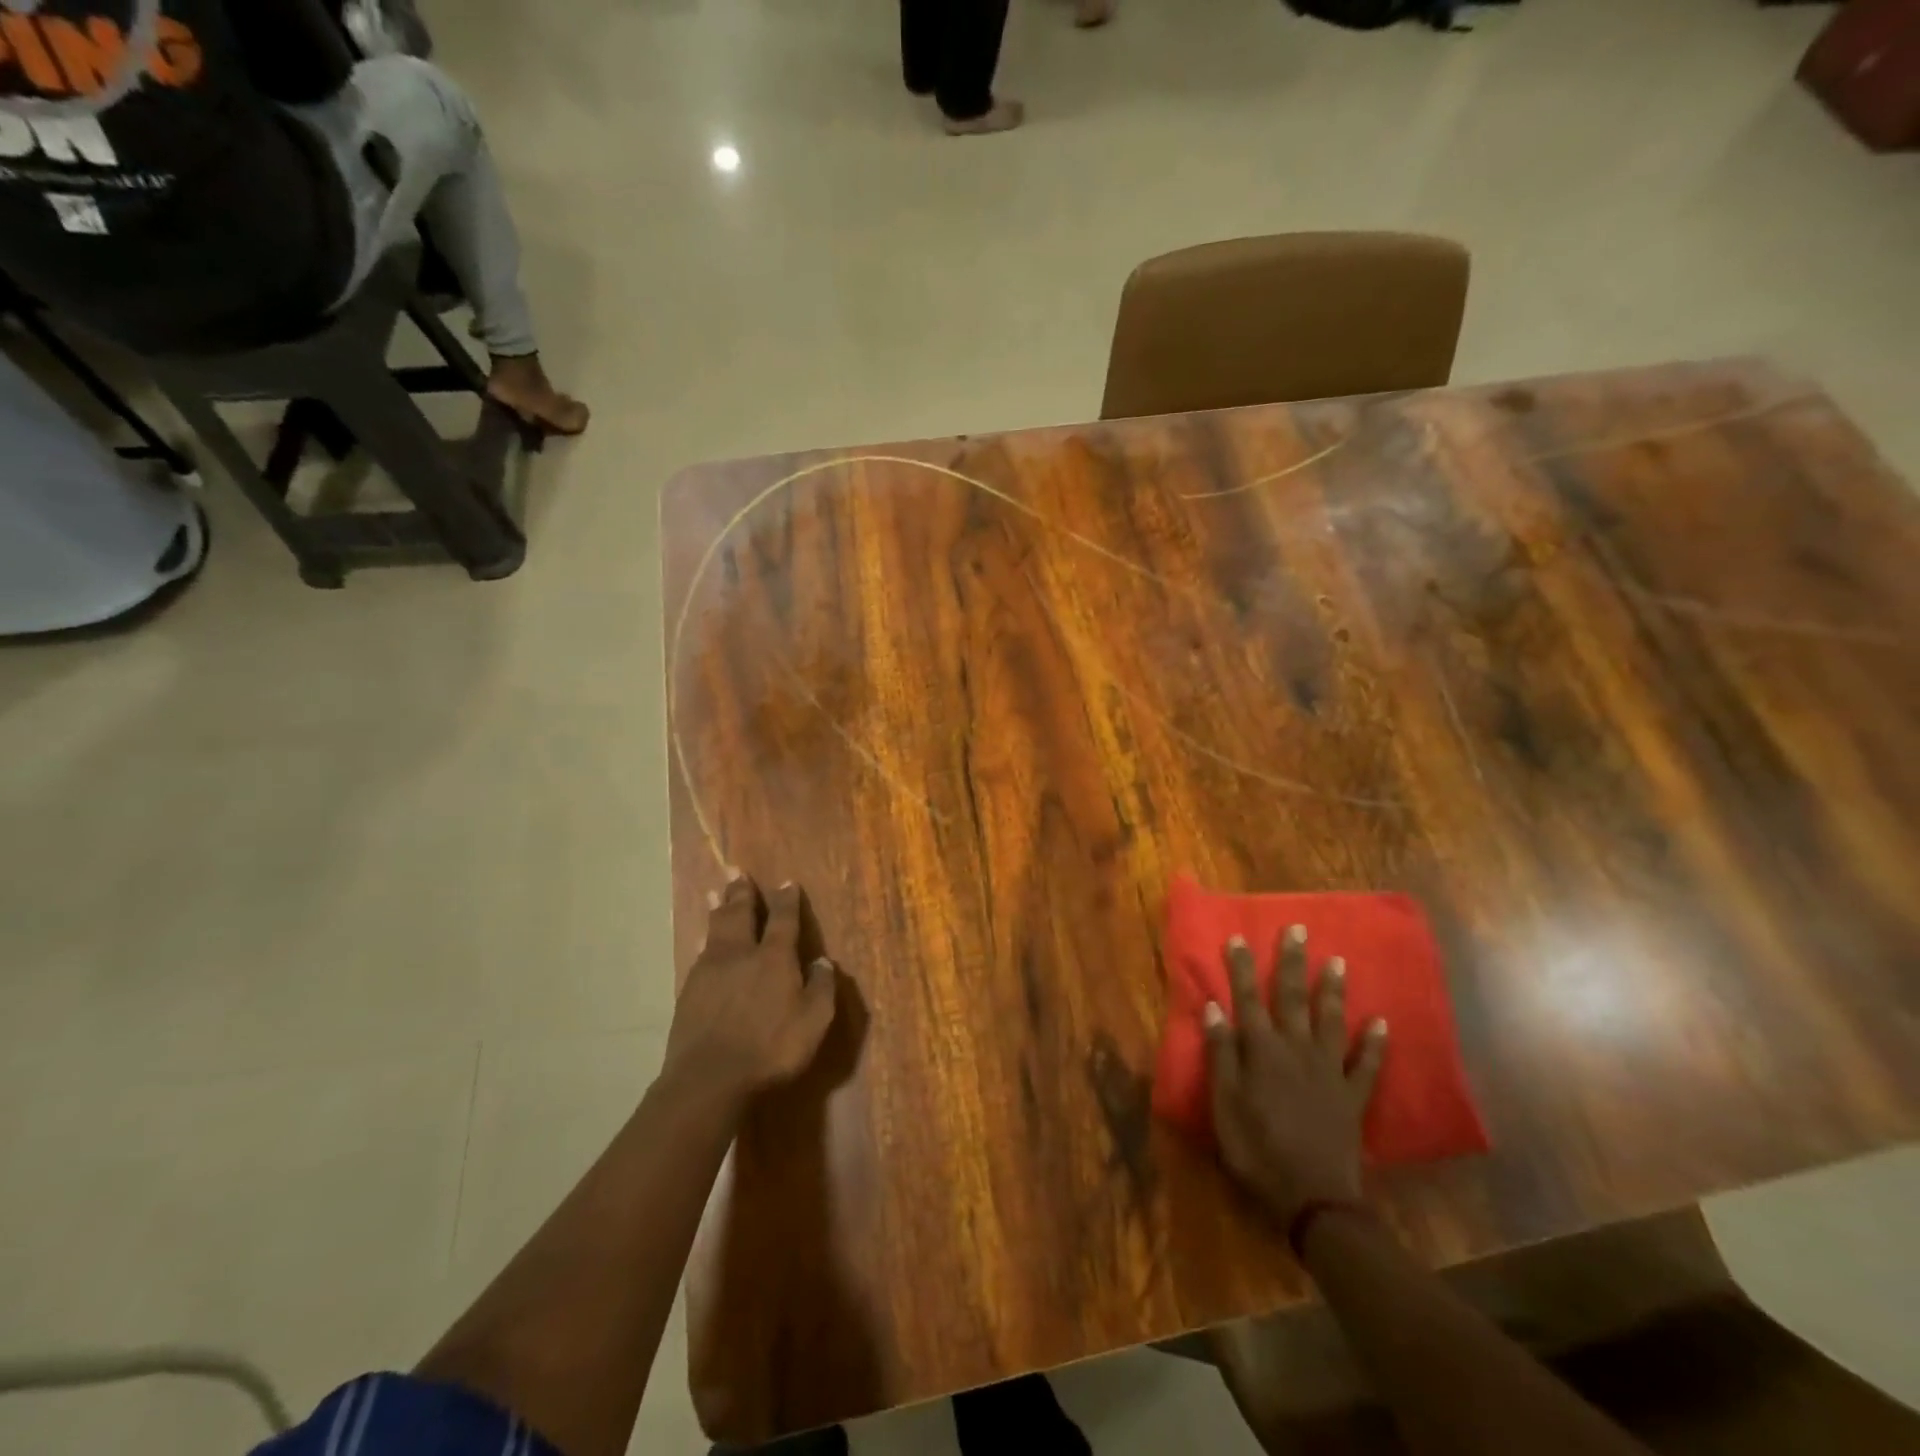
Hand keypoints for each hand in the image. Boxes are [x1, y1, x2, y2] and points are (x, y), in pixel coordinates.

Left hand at [663, 874, 838, 1106]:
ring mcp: (710, 971)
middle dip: (742, 892)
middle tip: (737, 872)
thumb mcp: (813, 1022)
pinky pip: (700, 953)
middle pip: (740, 914)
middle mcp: (740, 954)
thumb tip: (823, 962)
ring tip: (717, 893)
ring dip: (719, 908)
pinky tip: (703, 940)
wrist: (708, 1079)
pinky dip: (705, 938)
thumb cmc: (770, 1049)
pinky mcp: (689, 991)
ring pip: (715, 929)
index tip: (786, 882)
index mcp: (773, 958)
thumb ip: (821, 988)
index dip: (786, 900)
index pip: (782, 919)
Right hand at [1204, 925, 1388, 1224]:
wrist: (1314, 1199)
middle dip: (1292, 962)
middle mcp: (1297, 1050)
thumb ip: (1221, 1055)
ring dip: (1333, 991)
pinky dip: (1376, 1044)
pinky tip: (1382, 1023)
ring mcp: (1330, 1072)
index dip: (1241, 968)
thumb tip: (1214, 1008)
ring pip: (1331, 1021)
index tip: (1238, 937)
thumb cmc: (1257, 1150)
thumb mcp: (1224, 1105)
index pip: (1247, 999)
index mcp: (1262, 1051)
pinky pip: (1367, 1065)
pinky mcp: (1353, 1097)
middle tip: (1298, 930)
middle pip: (1292, 998)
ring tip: (1338, 962)